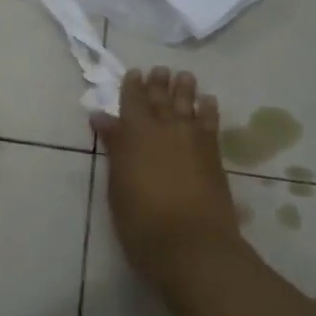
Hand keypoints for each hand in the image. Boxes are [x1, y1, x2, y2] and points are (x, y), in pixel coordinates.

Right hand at [92, 66, 240, 290]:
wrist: (190, 244)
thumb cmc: (140, 220)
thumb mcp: (117, 183)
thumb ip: (114, 146)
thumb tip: (102, 117)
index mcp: (135, 133)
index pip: (132, 100)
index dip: (133, 86)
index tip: (135, 73)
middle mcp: (164, 128)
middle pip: (161, 98)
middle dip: (159, 83)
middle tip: (160, 70)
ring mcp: (192, 139)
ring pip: (188, 104)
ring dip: (185, 89)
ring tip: (184, 76)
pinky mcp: (213, 154)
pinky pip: (210, 122)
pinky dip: (208, 109)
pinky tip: (207, 101)